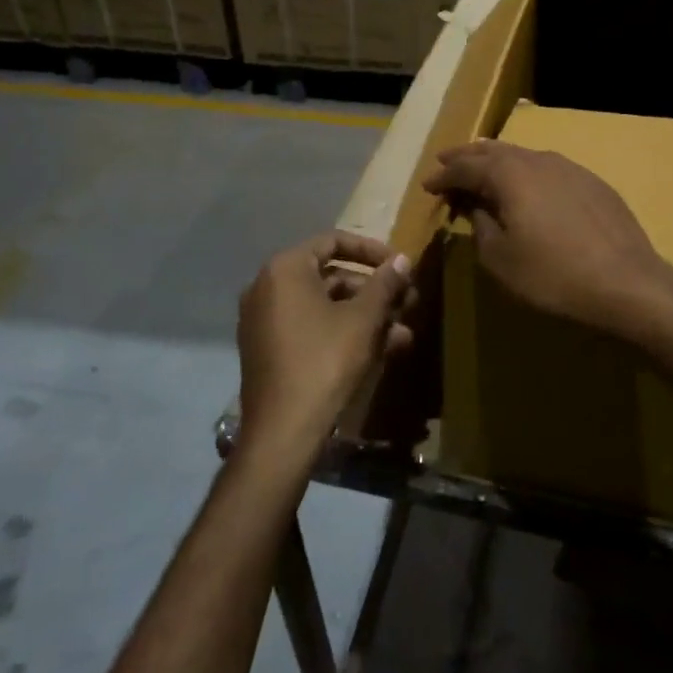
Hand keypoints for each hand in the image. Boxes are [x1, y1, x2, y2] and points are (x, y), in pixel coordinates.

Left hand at [236, 231, 413, 466]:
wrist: (283, 431)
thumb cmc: (325, 361)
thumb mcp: (363, 319)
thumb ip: (384, 284)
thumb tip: (402, 259)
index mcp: (286, 269)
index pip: (333, 241)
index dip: (371, 250)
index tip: (399, 265)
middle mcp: (267, 288)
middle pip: (330, 276)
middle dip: (373, 290)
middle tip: (408, 301)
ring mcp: (264, 321)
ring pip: (325, 306)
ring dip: (365, 315)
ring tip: (403, 333)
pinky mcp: (269, 350)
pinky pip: (311, 328)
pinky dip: (343, 332)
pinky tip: (382, 351)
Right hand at [422, 140, 672, 339]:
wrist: (627, 284)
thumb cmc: (553, 276)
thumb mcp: (501, 259)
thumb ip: (480, 225)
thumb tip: (474, 205)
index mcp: (509, 175)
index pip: (466, 167)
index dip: (444, 175)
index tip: (428, 185)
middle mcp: (538, 160)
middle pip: (494, 151)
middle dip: (468, 156)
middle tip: (447, 160)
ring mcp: (570, 168)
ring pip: (524, 155)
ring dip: (498, 160)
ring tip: (483, 167)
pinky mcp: (593, 183)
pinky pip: (549, 167)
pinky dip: (527, 171)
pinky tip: (529, 184)